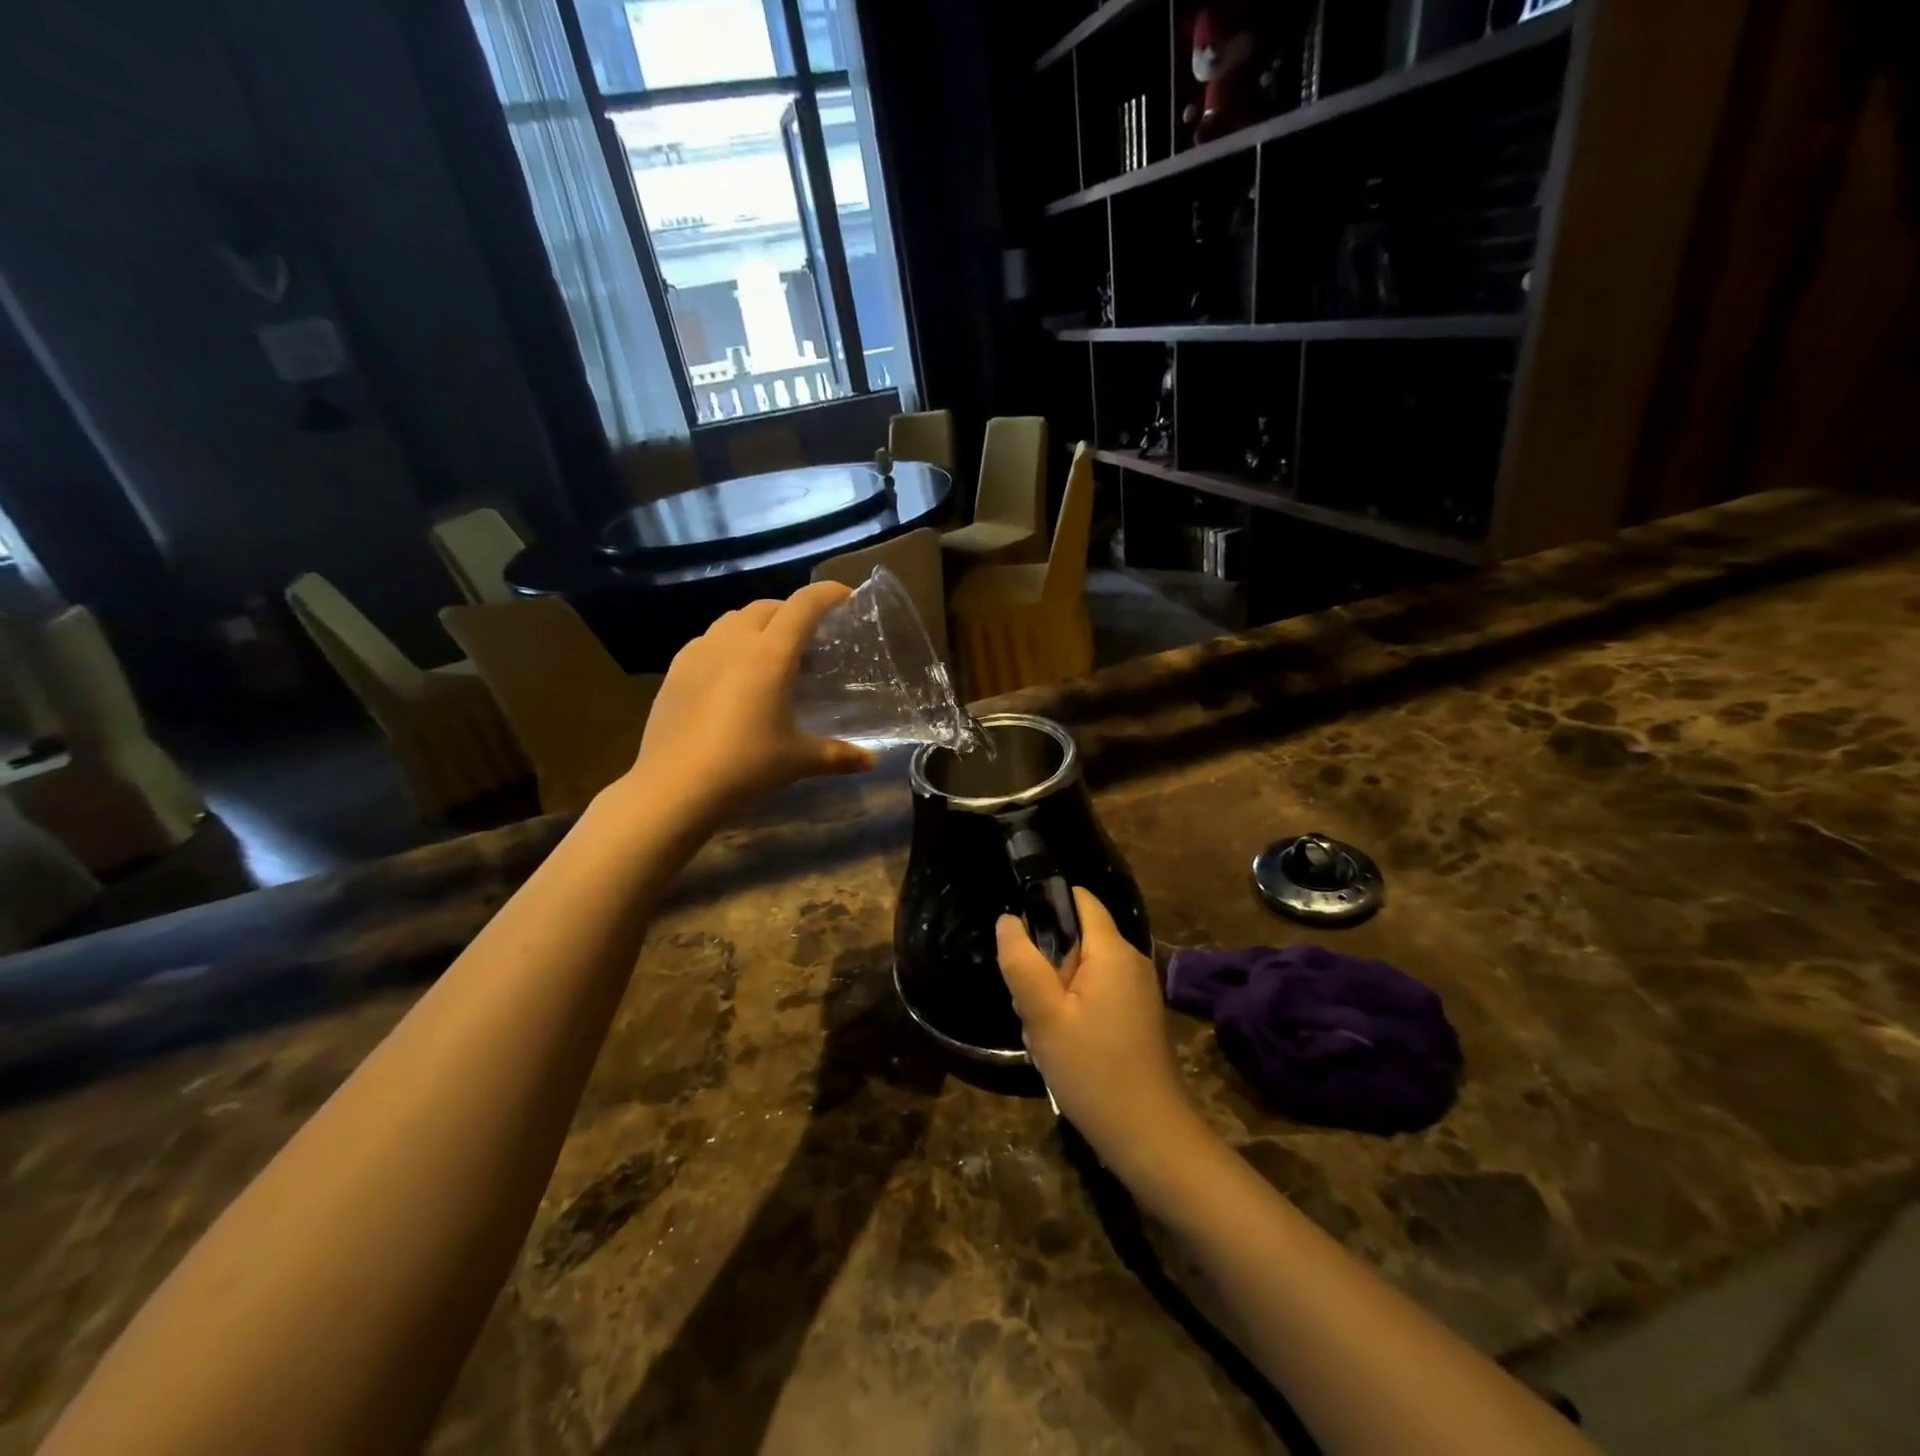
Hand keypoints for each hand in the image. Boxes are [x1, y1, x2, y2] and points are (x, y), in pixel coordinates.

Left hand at [624, 583, 873, 825]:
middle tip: (811, 638)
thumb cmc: (745, 766)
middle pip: (767, 607)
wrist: (674, 788)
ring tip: (771, 655)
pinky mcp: (675, 671)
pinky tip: (731, 676)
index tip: (846, 596)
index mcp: (770, 654)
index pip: (803, 606)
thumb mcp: (798, 761)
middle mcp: (733, 642)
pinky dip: (728, 645)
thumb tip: (871, 761)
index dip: (828, 594)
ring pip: (733, 620)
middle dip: (792, 612)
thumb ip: (838, 755)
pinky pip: (708, 642)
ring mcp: (698, 653)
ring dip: (758, 626)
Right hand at [997, 890, 1203, 1190]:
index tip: (1020, 938)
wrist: (1150, 1137)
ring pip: (1083, 971)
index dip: (1047, 905)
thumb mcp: (1044, 1017)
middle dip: (1046, 963)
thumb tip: (1007, 920)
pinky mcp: (1138, 1016)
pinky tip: (1061, 1045)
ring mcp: (1138, 990)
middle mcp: (1131, 961)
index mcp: (1112, 952)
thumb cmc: (1093, 1072)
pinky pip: (1097, 993)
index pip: (1081, 900)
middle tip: (1028, 1004)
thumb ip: (1022, 963)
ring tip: (1042, 1031)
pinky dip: (1073, 1009)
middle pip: (1078, 939)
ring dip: (1055, 992)